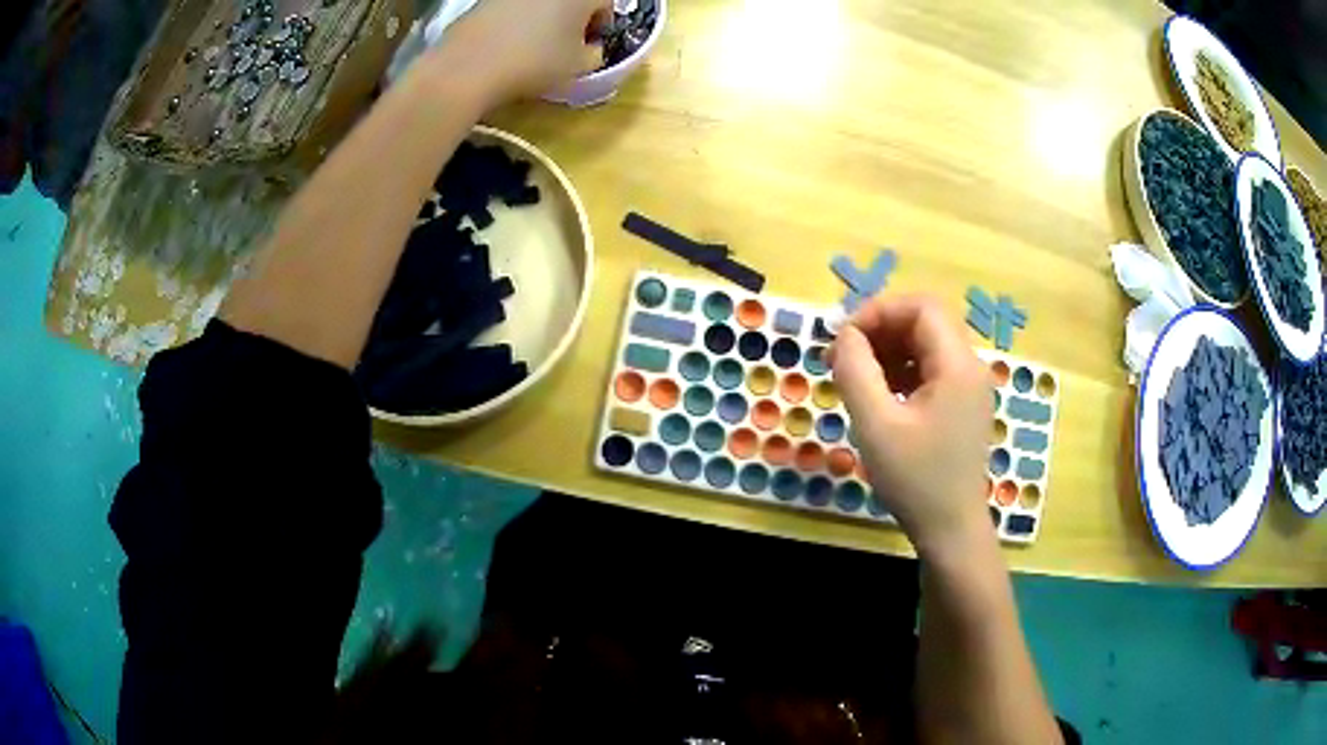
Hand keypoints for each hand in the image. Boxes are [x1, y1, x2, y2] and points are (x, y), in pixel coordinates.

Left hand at [429, 0, 612, 104]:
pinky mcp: (486, 0)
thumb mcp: (578, 67)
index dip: (601, 25)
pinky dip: (516, 21)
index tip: (591, 45)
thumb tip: (590, 48)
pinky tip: (507, 44)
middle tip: (565, 45)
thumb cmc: (534, 63)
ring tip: (534, 46)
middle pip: (571, 0)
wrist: (469, 65)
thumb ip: (595, 54)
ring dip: (544, 18)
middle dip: (573, 19)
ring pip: (541, 3)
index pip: (605, 3)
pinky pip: (513, 8)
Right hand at [829, 296, 993, 557]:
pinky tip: (878, 396)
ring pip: (925, 346)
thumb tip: (846, 335)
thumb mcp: (875, 425)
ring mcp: (968, 387)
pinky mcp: (961, 406)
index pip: (920, 307)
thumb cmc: (915, 479)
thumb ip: (856, 370)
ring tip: (853, 378)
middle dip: (879, 331)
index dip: (878, 311)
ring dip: (887, 351)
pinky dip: (900, 372)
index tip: (843, 339)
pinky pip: (929, 370)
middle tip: (840, 358)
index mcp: (957, 365)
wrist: (950, 530)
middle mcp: (969, 367)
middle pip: (924, 323)